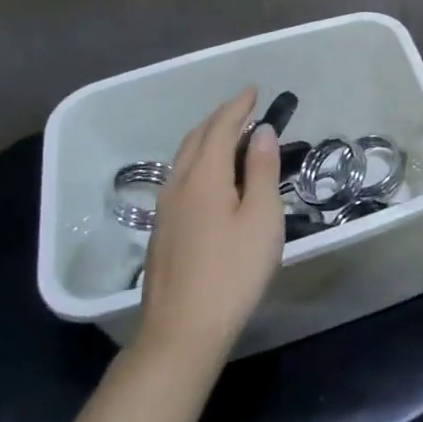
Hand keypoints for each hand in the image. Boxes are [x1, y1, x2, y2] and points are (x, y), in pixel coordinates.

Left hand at [136, 88, 283, 370]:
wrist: (182, 331)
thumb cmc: (232, 272)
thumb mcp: (261, 218)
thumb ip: (261, 170)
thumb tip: (261, 131)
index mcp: (203, 176)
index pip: (220, 127)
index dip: (238, 106)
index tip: (254, 90)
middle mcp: (178, 184)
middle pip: (196, 138)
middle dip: (220, 117)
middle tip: (244, 109)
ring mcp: (165, 209)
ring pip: (183, 158)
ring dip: (206, 138)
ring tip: (230, 136)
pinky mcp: (162, 231)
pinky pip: (180, 177)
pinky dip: (198, 160)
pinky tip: (210, 177)